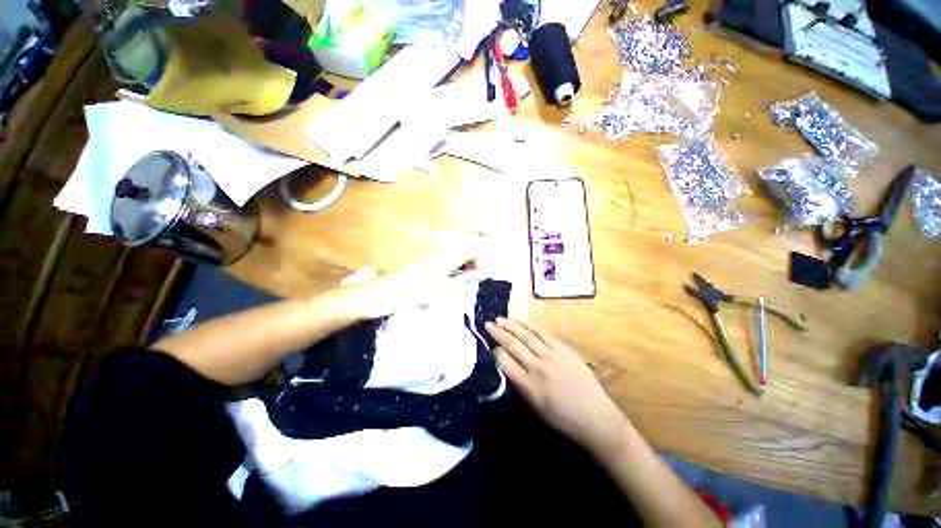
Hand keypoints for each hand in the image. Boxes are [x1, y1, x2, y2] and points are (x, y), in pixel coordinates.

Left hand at [342, 246, 480, 319]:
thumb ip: (466, 277)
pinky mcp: (426, 260)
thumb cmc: (419, 292)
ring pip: (455, 256)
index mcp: (449, 255)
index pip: (472, 250)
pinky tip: (449, 281)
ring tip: (462, 282)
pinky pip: (446, 260)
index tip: (484, 274)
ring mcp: (433, 254)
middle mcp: (442, 251)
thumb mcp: (447, 287)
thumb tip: (483, 271)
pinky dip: (452, 269)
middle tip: (474, 280)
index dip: (481, 260)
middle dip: (472, 263)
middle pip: (464, 251)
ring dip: (462, 267)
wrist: (389, 293)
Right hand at [485, 317, 629, 457]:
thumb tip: (508, 363)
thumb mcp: (534, 406)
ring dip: (511, 325)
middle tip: (487, 324)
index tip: (493, 347)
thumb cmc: (562, 417)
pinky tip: (522, 321)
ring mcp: (552, 356)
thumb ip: (519, 383)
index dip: (496, 352)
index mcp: (528, 386)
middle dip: (498, 333)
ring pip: (526, 336)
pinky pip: (543, 333)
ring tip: (500, 318)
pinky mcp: (564, 349)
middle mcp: (537, 367)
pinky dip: (530, 326)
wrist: (595, 416)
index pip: (505, 362)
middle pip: (513, 345)